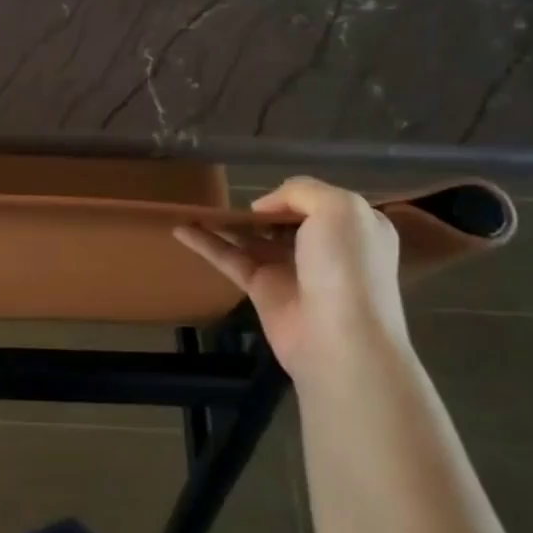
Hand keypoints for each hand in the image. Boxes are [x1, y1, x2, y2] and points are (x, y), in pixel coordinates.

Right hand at [173, 176, 407, 386]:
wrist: (342, 342)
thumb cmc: (347, 268)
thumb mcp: (338, 209)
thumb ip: (301, 190)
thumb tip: (264, 207)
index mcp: (353, 226)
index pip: (317, 200)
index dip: (292, 194)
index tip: (267, 194)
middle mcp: (323, 246)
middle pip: (282, 218)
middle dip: (256, 207)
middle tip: (224, 195)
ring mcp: (291, 269)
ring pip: (251, 237)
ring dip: (224, 222)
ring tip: (192, 205)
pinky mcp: (262, 289)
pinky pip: (229, 258)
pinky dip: (205, 243)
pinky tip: (180, 229)